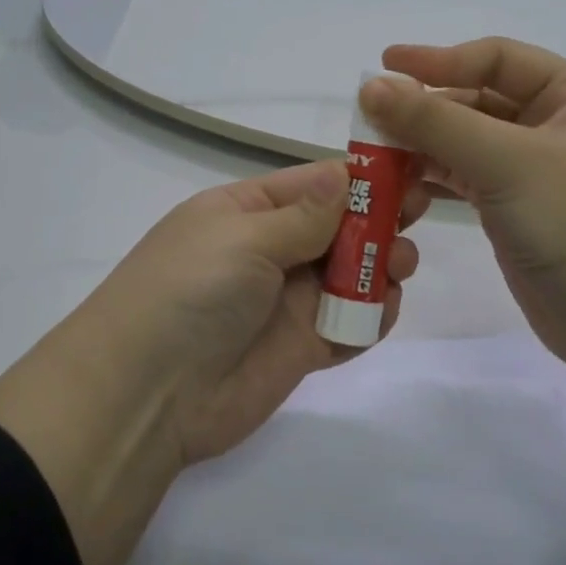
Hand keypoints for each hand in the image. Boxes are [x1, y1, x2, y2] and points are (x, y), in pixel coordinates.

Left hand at [0, 162, 424, 564]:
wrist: (146, 394)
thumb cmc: (191, 290)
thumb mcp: (244, 236)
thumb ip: (306, 214)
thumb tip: (345, 175)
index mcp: (249, 210)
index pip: (316, 184)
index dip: (361, 178)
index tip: (410, 169)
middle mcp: (271, 250)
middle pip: (340, 227)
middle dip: (379, 220)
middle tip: (419, 214)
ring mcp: (288, 301)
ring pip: (352, 274)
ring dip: (381, 267)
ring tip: (400, 266)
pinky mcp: (301, 349)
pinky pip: (349, 326)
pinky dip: (371, 318)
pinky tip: (382, 312)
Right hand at [362, 40, 565, 446]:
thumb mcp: (509, 163)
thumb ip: (437, 122)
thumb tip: (372, 86)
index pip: (496, 59)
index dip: (438, 59)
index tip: (384, 65)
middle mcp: (556, 123)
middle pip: (476, 100)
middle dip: (425, 109)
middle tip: (369, 121)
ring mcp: (535, 169)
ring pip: (466, 141)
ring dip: (422, 145)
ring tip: (374, 156)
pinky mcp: (515, 208)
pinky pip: (465, 177)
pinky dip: (432, 177)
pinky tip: (398, 184)